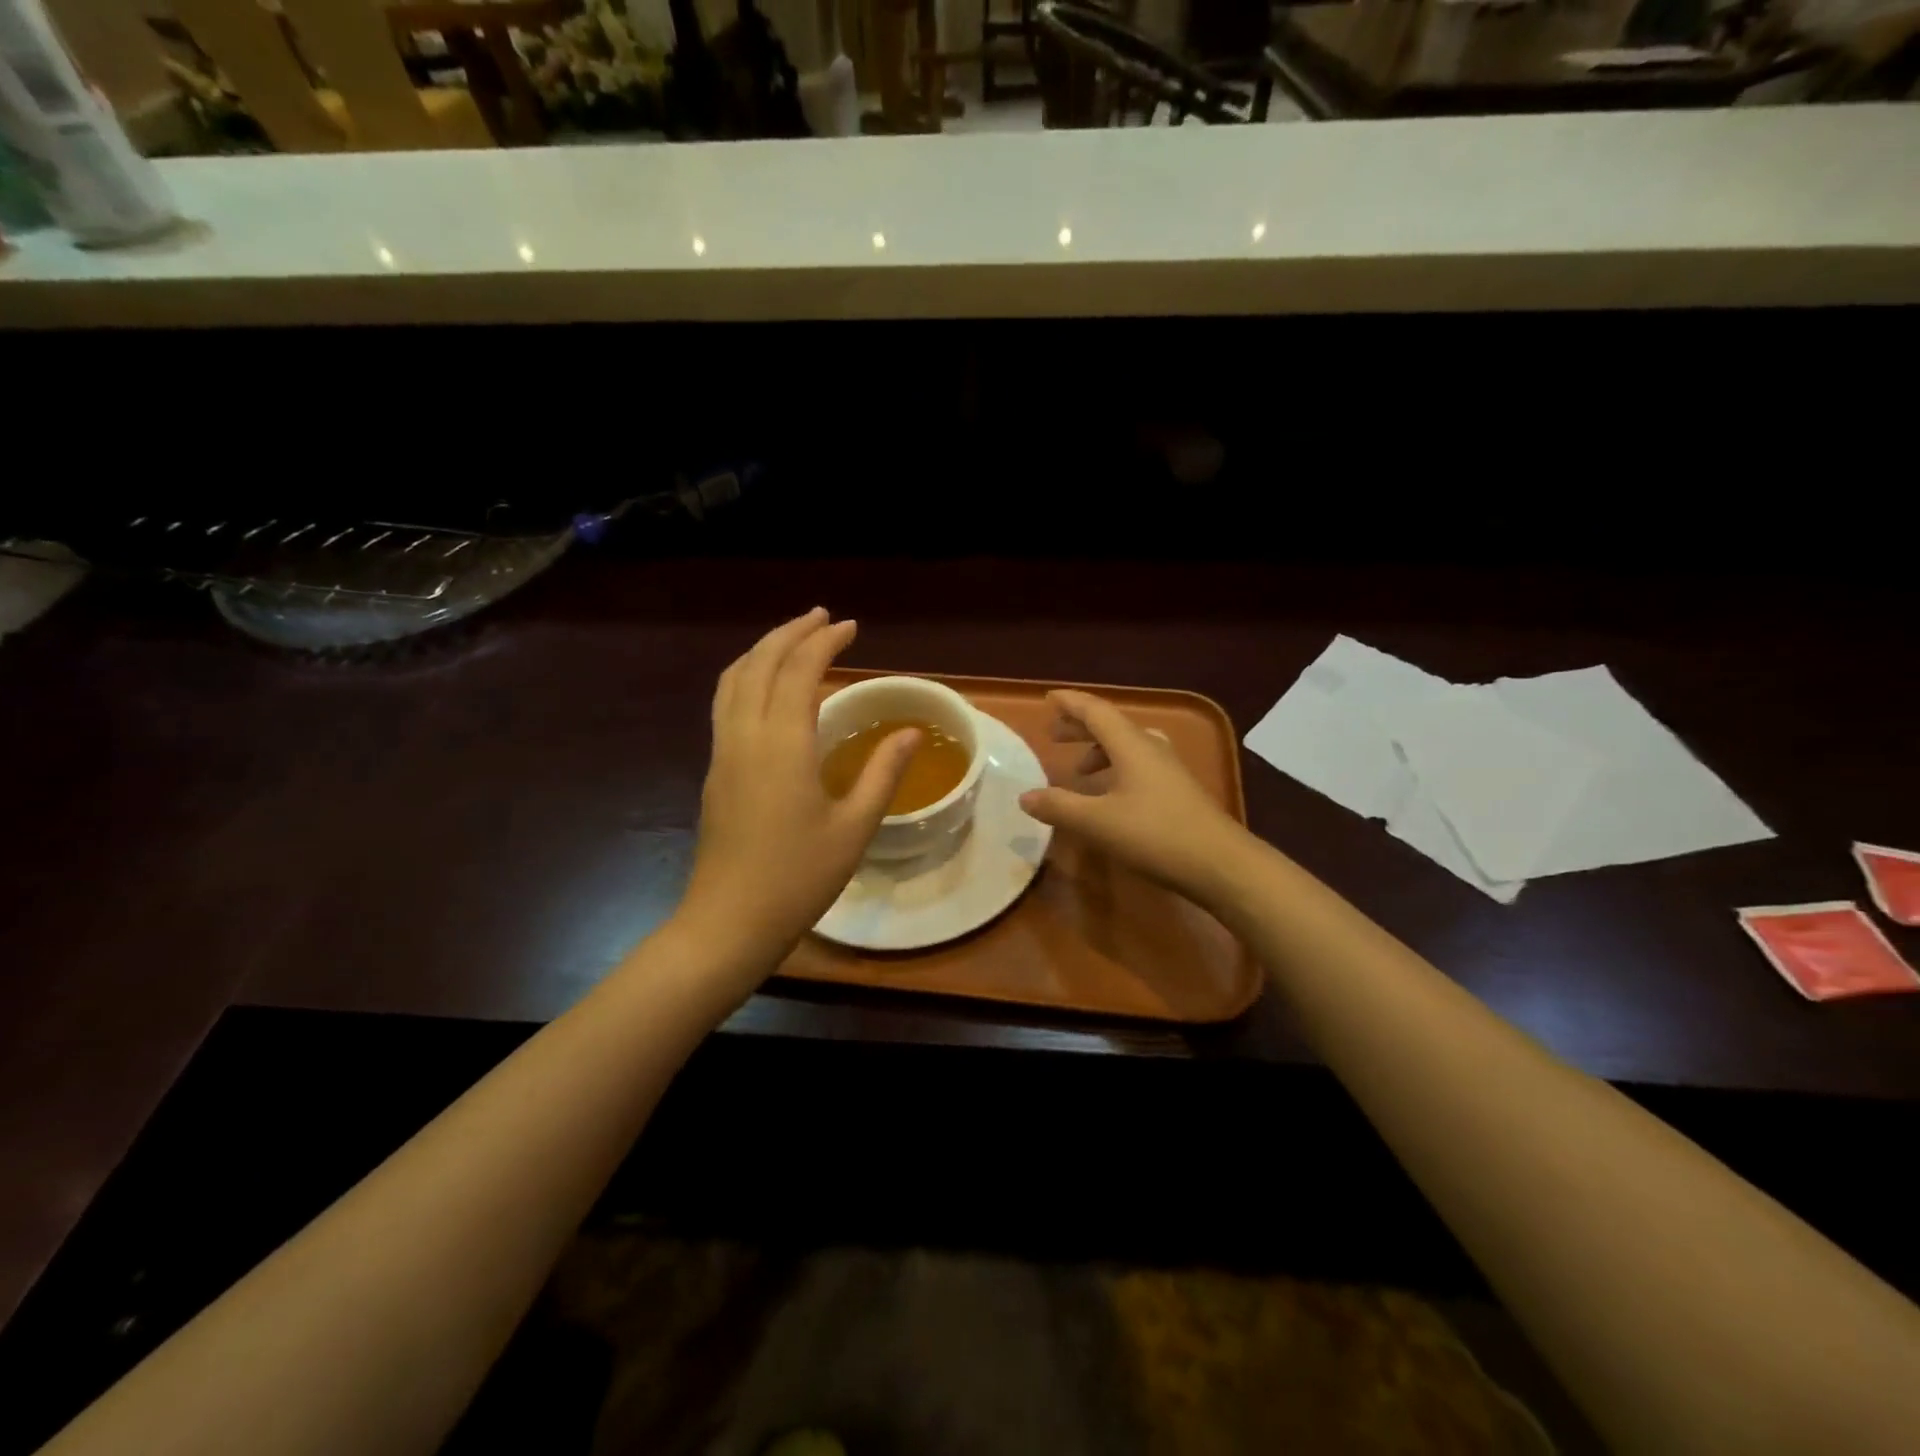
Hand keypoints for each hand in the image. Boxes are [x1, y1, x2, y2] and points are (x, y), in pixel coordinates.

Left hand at [678, 609, 917, 977]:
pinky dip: (747, 676)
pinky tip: (767, 689)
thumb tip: (911, 733)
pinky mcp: (715, 770)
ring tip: (793, 640)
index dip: (825, 641)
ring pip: (733, 679)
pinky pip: (726, 702)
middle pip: (760, 662)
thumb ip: (883, 773)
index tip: (852, 627)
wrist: (728, 922)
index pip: (800, 670)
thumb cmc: (799, 878)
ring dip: (763, 650)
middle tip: (823, 619)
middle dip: (791, 632)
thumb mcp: (854, 827)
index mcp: (783, 743)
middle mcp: (745, 735)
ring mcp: (723, 751)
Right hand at [1019, 689, 1250, 904]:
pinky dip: (1116, 769)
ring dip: (1099, 750)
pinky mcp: (1178, 790)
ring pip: (1128, 746)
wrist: (1221, 864)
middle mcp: (1151, 748)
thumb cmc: (1156, 835)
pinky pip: (1139, 765)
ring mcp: (1169, 769)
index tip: (1048, 698)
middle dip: (1080, 727)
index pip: (1095, 711)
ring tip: (1079, 771)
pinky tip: (1111, 796)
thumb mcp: (1098, 822)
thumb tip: (1024, 796)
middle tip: (1054, 735)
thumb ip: (1060, 807)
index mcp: (1131, 745)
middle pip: (1111, 726)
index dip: (1070, 703)